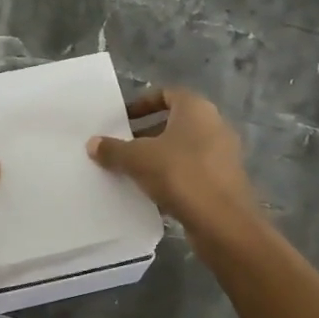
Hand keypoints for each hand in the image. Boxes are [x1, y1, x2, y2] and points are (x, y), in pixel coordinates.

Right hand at [88, 87, 259, 238]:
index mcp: (196, 108)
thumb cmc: (180, 175)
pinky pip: (193, 170)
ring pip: (183, 148)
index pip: (166, 94)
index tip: (122, 119)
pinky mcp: (225, 181)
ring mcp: (223, 154)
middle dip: (146, 133)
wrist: (223, 223)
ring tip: (132, 170)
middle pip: (174, 122)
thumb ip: (113, 149)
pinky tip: (152, 192)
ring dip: (158, 156)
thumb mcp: (137, 159)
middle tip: (122, 146)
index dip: (142, 104)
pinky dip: (173, 176)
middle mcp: (214, 125)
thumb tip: (92, 143)